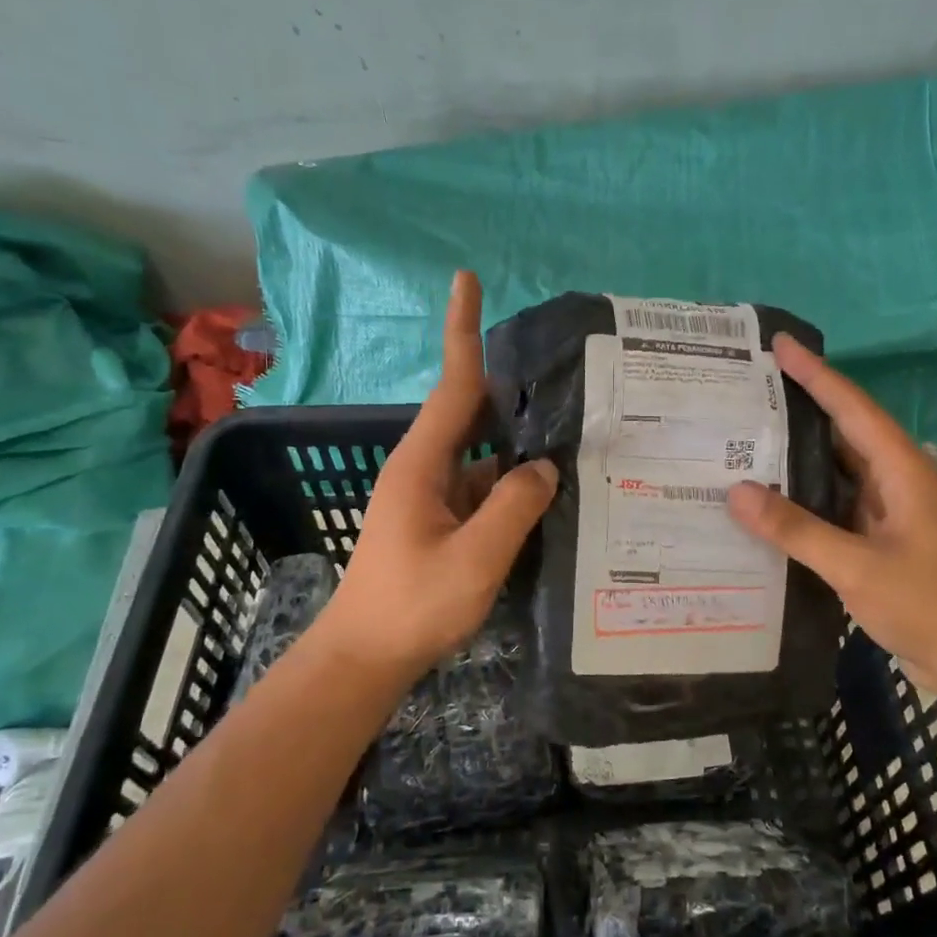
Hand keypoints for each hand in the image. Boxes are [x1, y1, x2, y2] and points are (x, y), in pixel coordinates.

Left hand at [312, 271, 556, 679]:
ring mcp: (431, 496)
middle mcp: (424, 468)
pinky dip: (511, 486)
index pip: (452, 384)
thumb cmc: (413, 605)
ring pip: (483, 457)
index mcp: (422, 463)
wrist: (364, 657)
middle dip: (509, 389)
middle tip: (559, 373)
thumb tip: (543, 467)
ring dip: (517, 448)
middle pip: (471, 413)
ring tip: (572, 438)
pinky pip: (482, 489)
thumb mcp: (475, 558)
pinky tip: (547, 495)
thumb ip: (514, 506)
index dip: (461, 329)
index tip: (465, 279)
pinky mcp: (439, 521)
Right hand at [726, 335, 936, 693]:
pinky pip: (835, 501)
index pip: (851, 407)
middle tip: (748, 388)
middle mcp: (896, 479)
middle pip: (843, 429)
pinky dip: (805, 494)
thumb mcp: (856, 566)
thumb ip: (796, 529)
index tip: (778, 345)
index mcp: (901, 470)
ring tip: (747, 435)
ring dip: (799, 453)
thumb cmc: (928, 604)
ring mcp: (889, 510)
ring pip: (837, 467)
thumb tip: (735, 491)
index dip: (814, 374)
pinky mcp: (880, 537)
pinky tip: (771, 498)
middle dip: (799, 406)